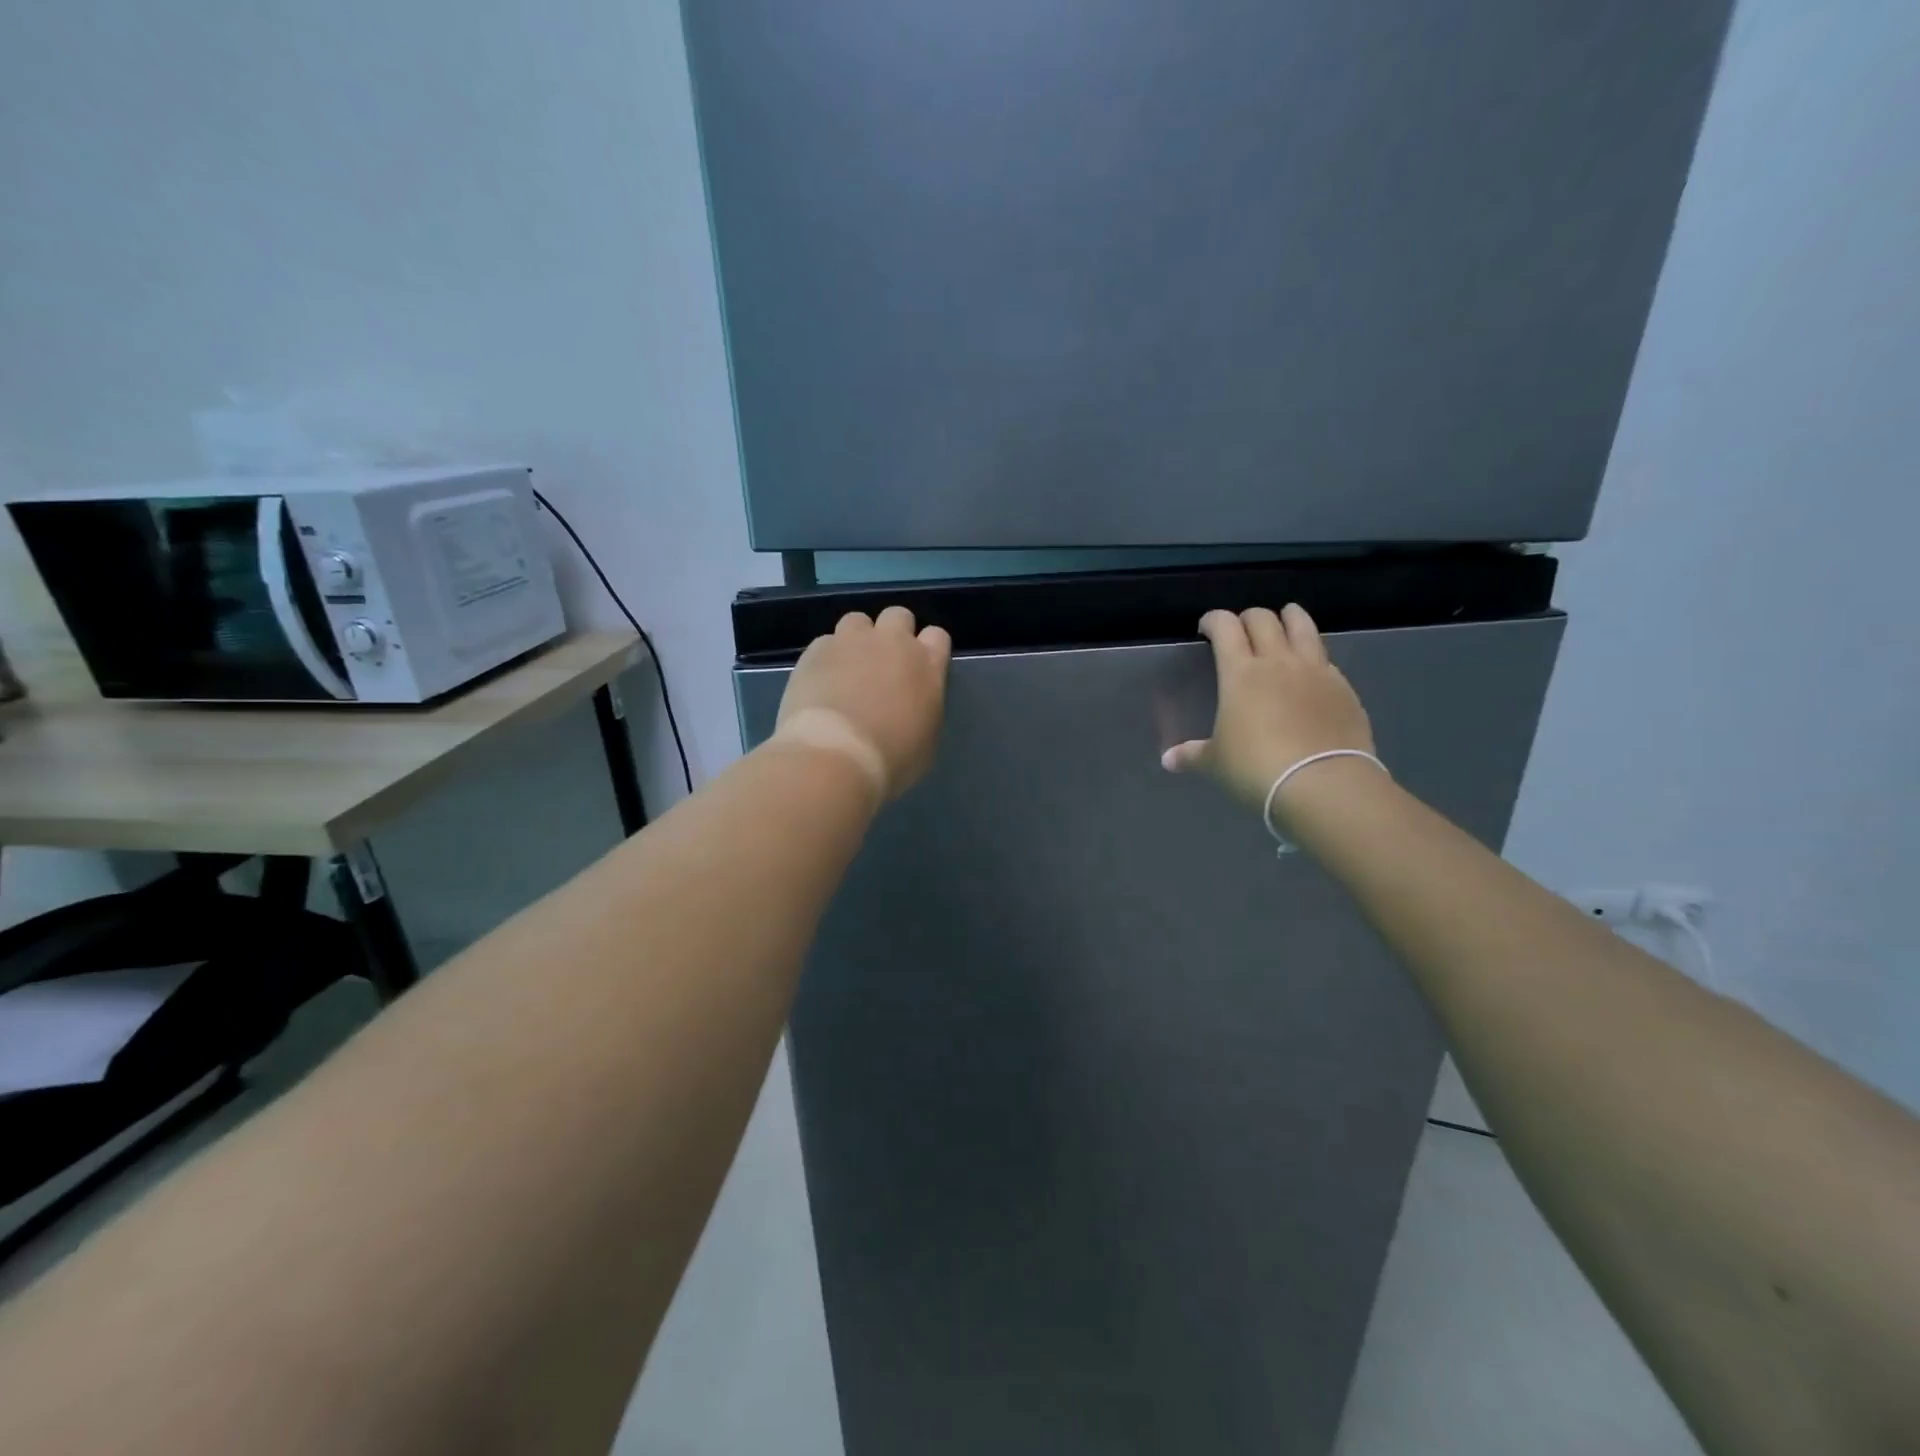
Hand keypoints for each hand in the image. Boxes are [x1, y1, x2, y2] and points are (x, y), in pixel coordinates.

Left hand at [775, 606, 951, 800]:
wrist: (836, 756)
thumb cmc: (891, 760)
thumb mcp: (926, 742)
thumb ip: (923, 710)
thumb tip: (912, 707)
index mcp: (927, 666)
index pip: (937, 636)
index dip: (927, 649)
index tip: (918, 669)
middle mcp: (893, 643)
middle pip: (898, 616)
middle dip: (893, 633)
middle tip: (883, 664)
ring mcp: (852, 642)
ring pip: (858, 620)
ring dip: (857, 639)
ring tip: (848, 668)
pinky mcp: (817, 650)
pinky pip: (826, 642)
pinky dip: (827, 657)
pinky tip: (822, 681)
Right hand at [1161, 605, 1375, 815]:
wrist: (1323, 784)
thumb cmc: (1257, 768)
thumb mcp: (1216, 763)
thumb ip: (1192, 755)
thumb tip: (1168, 760)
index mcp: (1241, 673)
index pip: (1225, 627)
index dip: (1213, 620)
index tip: (1206, 628)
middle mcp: (1279, 662)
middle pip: (1263, 619)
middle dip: (1248, 618)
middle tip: (1241, 631)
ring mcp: (1316, 671)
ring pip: (1303, 626)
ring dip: (1290, 618)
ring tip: (1285, 621)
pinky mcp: (1344, 688)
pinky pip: (1327, 659)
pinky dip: (1314, 655)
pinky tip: (1311, 669)